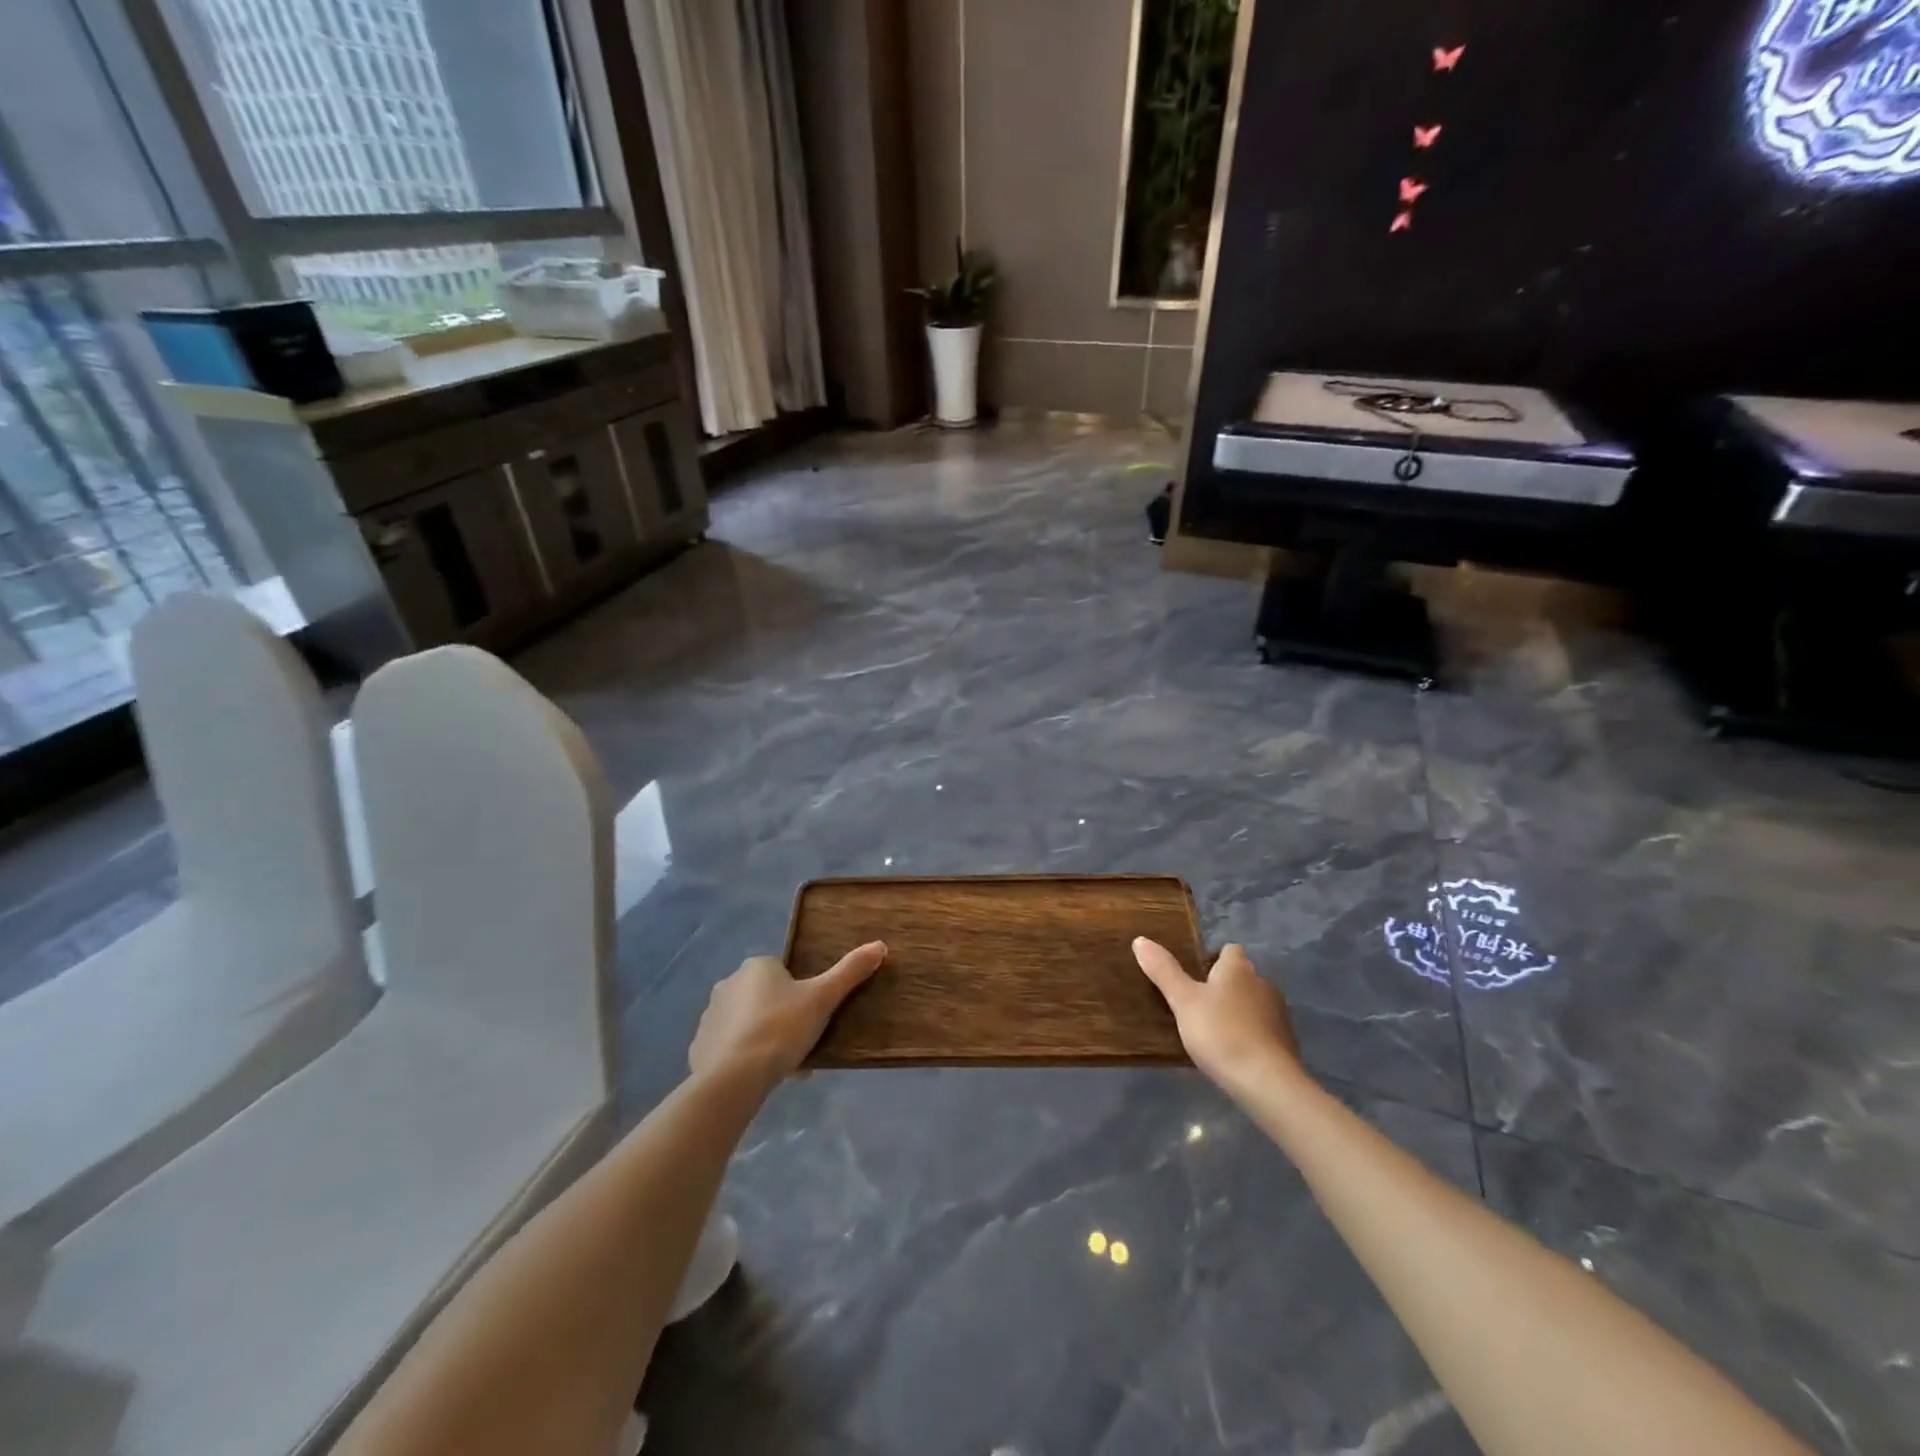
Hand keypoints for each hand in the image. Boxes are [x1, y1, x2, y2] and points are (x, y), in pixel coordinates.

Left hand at [688, 942, 886, 1087]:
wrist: (733, 1078)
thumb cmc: (781, 1029)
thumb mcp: (822, 998)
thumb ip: (850, 971)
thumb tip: (880, 945)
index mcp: (757, 966)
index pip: (784, 972)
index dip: (802, 994)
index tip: (815, 1018)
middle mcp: (729, 983)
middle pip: (766, 997)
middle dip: (784, 1018)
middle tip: (804, 1044)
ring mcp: (710, 1015)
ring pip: (748, 1022)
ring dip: (765, 1038)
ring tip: (786, 1066)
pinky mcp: (699, 1046)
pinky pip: (729, 1046)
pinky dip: (744, 1057)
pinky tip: (760, 1077)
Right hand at [1133, 938, 1306, 1094]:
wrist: (1266, 1081)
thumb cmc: (1220, 1032)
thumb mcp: (1183, 1001)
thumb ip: (1163, 971)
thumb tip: (1140, 940)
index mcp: (1238, 969)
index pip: (1229, 949)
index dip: (1213, 957)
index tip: (1195, 973)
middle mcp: (1262, 984)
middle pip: (1242, 976)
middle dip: (1224, 986)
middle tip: (1198, 1003)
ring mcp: (1278, 1014)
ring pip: (1254, 1002)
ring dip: (1238, 1010)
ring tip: (1213, 1029)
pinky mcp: (1286, 1042)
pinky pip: (1263, 1029)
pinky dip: (1250, 1034)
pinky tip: (1234, 1051)